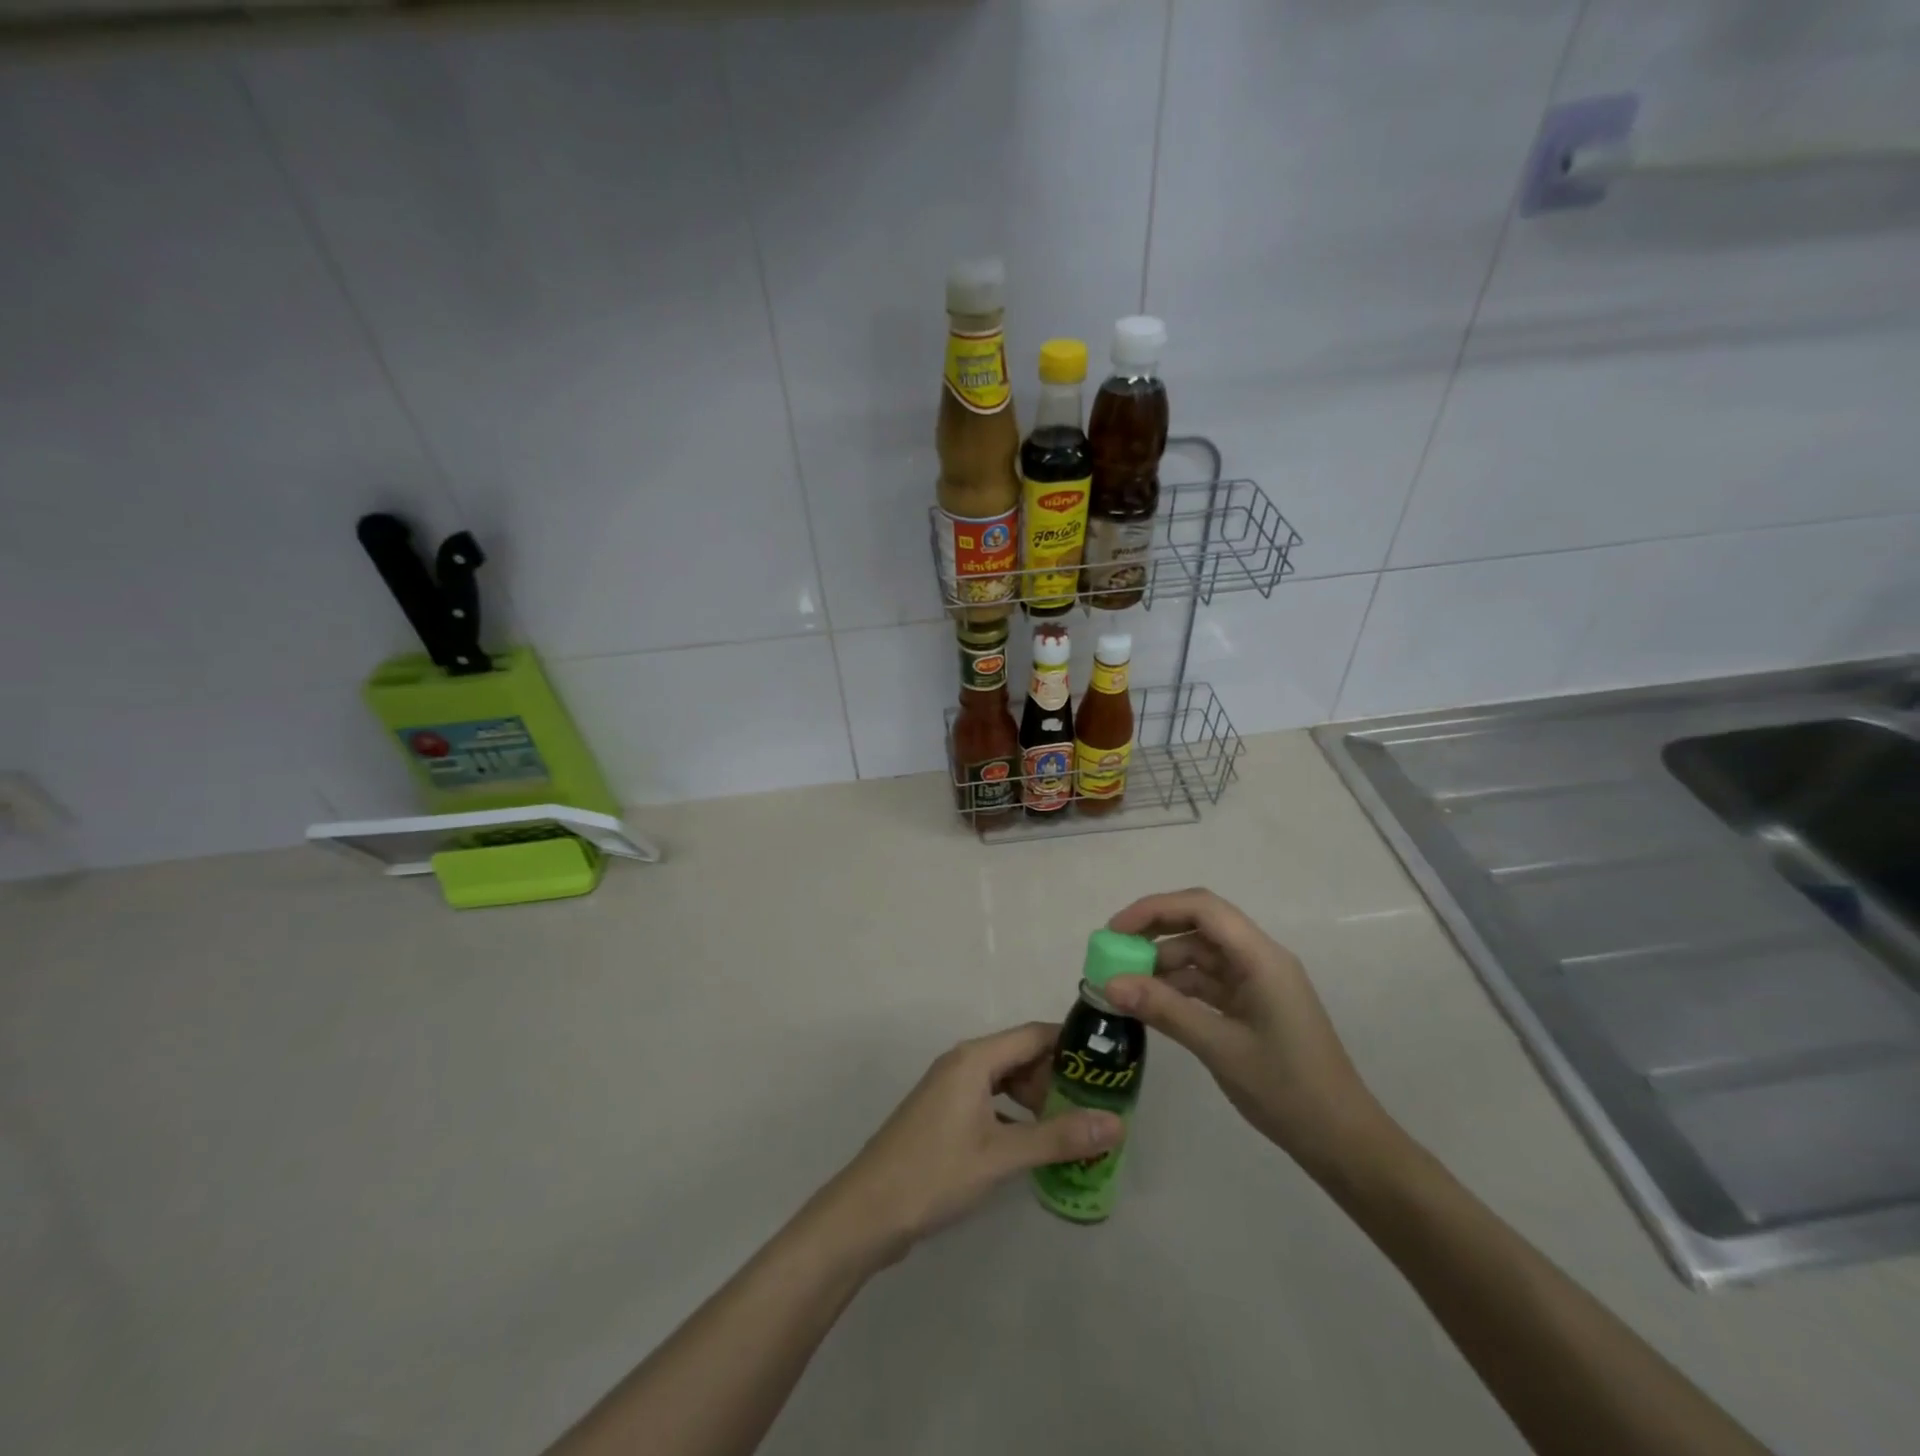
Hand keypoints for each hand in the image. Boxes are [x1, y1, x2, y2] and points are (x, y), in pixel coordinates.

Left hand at [814, 1023, 1125, 1265]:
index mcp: (975, 1058)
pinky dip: (1016, 1117)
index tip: (1109, 1066)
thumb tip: (1116, 1123)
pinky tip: (1035, 1147)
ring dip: (1038, 1100)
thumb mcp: (1001, 1156)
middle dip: (1058, 1079)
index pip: (1035, 1035)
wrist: (867, 1212)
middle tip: (1095, 1111)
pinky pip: (992, 1102)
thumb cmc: (935, 1173)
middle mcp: (964, 1063)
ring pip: (1006, 1081)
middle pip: (1022, 1056)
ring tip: (1073, 1131)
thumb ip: (1058, 1137)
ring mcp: (951, 1089)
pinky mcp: (946, 1115)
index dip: (1072, 1046)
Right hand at [1102, 889, 1392, 1179]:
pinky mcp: (1253, 1005)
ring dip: (1162, 963)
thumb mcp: (1220, 1047)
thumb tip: (1109, 983)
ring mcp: (1257, 983)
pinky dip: (1177, 987)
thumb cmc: (1287, 1090)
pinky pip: (1208, 982)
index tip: (1114, 931)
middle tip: (1111, 953)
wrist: (1343, 1142)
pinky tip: (1151, 1003)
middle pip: (1199, 925)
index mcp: (1260, 958)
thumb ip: (1164, 1009)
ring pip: (1200, 954)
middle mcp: (1259, 959)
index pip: (1202, 908)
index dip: (1154, 909)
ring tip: (1123, 984)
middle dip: (1153, 933)